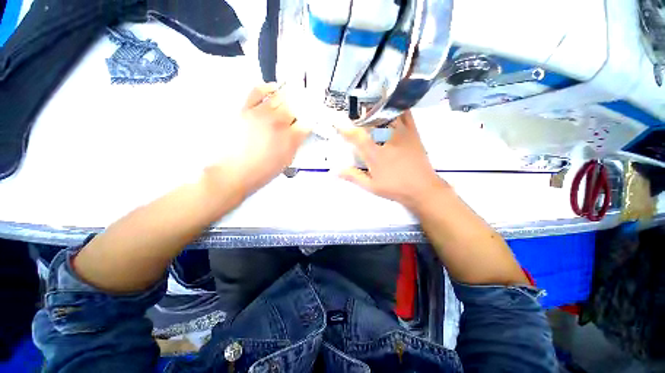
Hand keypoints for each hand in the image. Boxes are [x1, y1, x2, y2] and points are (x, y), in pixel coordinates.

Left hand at [211, 83, 309, 197]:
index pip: (307, 123)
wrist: (235, 172)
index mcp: (290, 138)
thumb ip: (296, 143)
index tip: (309, 120)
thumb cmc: (262, 171)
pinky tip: (273, 87)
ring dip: (288, 96)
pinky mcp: (246, 109)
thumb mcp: (287, 160)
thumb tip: (300, 132)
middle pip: (295, 107)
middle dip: (300, 108)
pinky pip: (258, 91)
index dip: (310, 120)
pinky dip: (267, 87)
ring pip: (280, 97)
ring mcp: (261, 114)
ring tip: (292, 95)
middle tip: (301, 109)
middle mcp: (278, 123)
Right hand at [338, 111, 446, 209]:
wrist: (422, 188)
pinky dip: (396, 107)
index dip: (343, 127)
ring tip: (368, 107)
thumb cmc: (395, 188)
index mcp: (374, 153)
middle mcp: (386, 139)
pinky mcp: (413, 132)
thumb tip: (335, 171)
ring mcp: (401, 133)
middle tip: (352, 115)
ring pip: (386, 114)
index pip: (355, 135)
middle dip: (358, 116)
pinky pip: (405, 113)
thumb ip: (353, 176)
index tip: (336, 121)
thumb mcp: (371, 186)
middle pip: (369, 120)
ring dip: (374, 109)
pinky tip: (390, 105)